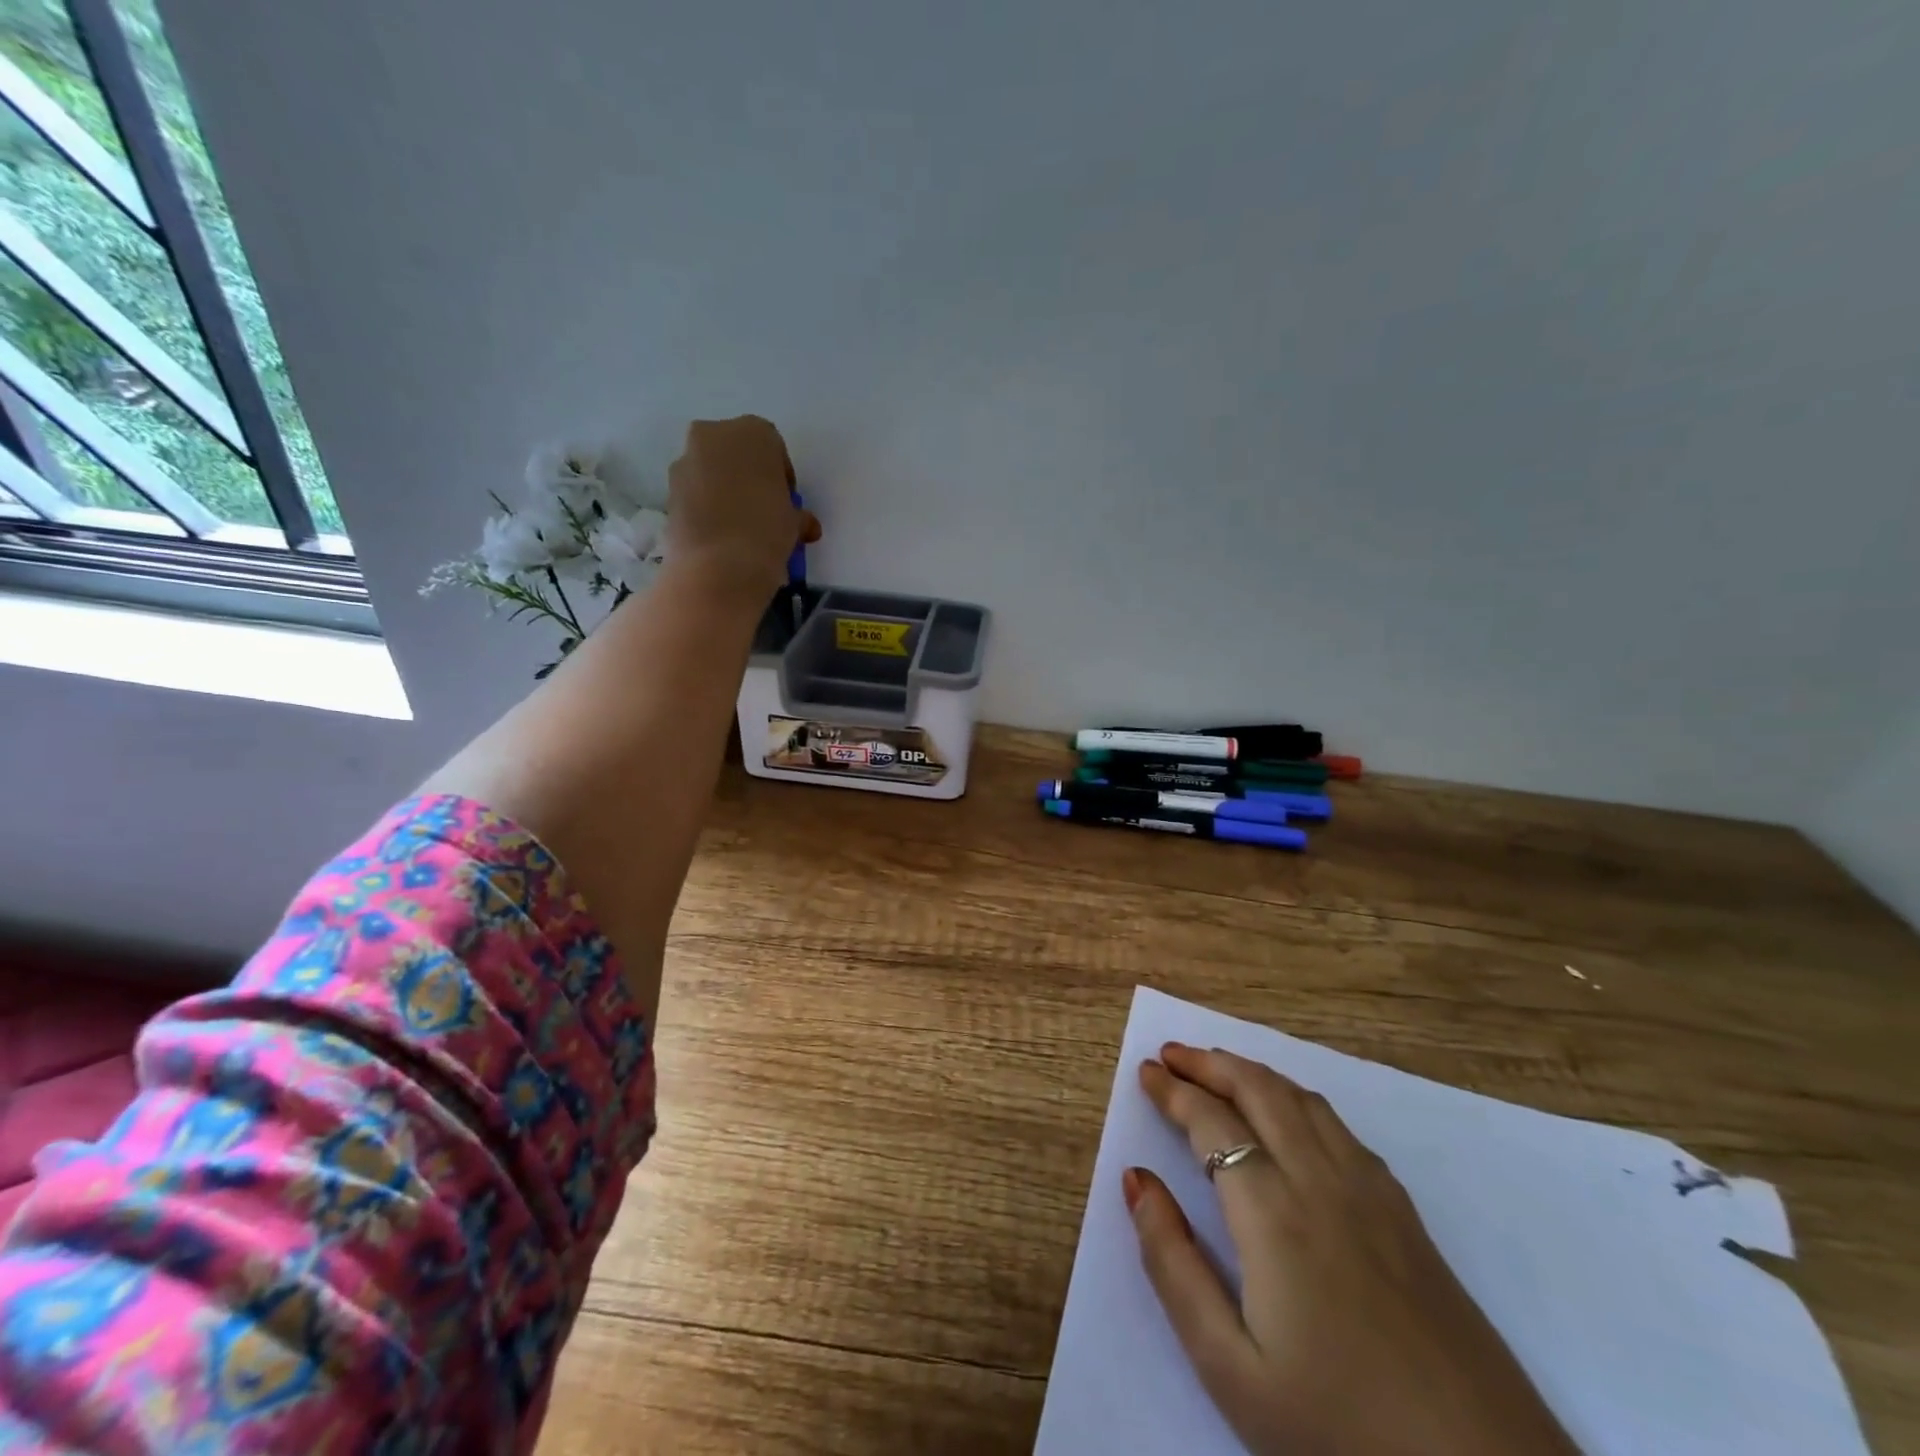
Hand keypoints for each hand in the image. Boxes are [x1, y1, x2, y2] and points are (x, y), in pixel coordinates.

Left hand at [665, 415, 820, 594]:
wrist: (718, 565)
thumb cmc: (767, 530)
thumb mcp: (795, 522)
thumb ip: (798, 515)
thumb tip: (805, 526)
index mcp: (754, 431)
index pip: (773, 447)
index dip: (781, 475)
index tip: (786, 501)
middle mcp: (715, 434)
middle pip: (737, 452)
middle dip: (749, 476)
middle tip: (762, 509)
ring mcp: (686, 459)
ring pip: (712, 470)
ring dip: (724, 490)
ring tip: (738, 526)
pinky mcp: (668, 488)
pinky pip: (694, 491)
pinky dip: (705, 505)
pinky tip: (719, 533)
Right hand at [1127, 1044, 1579, 1455]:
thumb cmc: (1340, 1428)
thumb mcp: (1230, 1367)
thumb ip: (1172, 1264)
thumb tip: (1136, 1179)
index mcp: (1273, 1212)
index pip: (1211, 1122)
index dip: (1173, 1090)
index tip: (1145, 1071)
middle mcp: (1320, 1180)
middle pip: (1258, 1090)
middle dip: (1209, 1063)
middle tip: (1171, 1052)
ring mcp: (1371, 1192)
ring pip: (1302, 1099)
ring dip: (1252, 1073)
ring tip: (1218, 1068)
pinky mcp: (1405, 1213)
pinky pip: (1339, 1126)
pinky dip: (1297, 1098)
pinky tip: (1290, 1116)